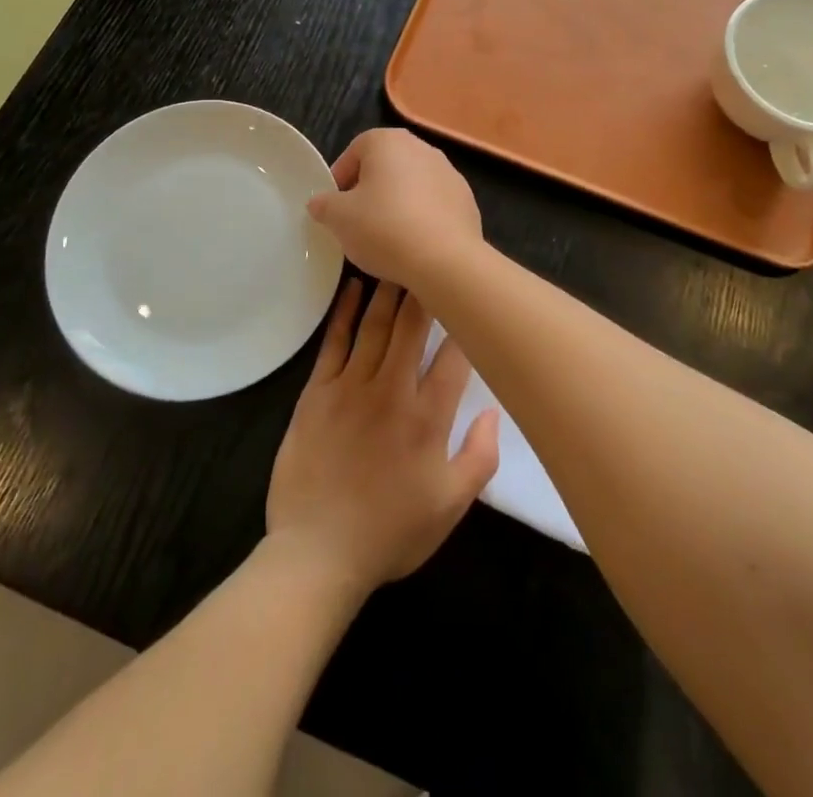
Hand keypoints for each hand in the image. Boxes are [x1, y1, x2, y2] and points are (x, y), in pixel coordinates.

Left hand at [267, 279, 499, 593]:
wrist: (316, 554)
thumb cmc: (389, 533)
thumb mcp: (449, 507)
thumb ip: (480, 457)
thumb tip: (496, 410)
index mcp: (427, 418)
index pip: (453, 358)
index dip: (464, 325)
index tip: (470, 299)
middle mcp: (391, 391)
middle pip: (411, 328)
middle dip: (424, 291)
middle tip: (431, 259)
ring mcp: (350, 387)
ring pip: (374, 326)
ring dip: (387, 291)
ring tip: (397, 261)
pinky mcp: (316, 392)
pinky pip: (334, 342)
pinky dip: (344, 312)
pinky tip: (352, 288)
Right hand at [306, 129, 484, 291]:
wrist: (445, 260)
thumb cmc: (383, 228)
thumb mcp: (339, 218)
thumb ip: (324, 205)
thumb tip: (320, 203)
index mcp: (388, 141)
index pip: (354, 151)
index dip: (340, 179)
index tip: (334, 207)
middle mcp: (422, 147)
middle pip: (385, 166)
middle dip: (369, 190)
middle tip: (356, 222)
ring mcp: (449, 173)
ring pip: (411, 185)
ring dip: (397, 204)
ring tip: (386, 237)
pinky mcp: (467, 200)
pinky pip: (434, 205)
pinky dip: (421, 218)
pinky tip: (414, 244)